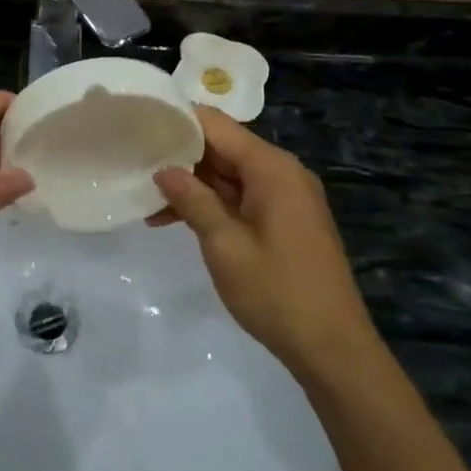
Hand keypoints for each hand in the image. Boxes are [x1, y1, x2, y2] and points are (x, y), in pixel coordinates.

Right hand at [153, 108, 378, 381]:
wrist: (334, 349)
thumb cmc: (276, 293)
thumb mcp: (224, 245)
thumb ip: (192, 200)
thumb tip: (163, 169)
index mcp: (271, 167)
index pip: (216, 124)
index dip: (178, 121)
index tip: (141, 126)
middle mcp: (282, 171)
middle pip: (223, 147)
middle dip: (180, 155)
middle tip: (136, 162)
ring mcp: (286, 195)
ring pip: (230, 174)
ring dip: (192, 184)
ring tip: (147, 198)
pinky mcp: (285, 218)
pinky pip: (242, 196)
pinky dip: (213, 203)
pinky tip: (175, 219)